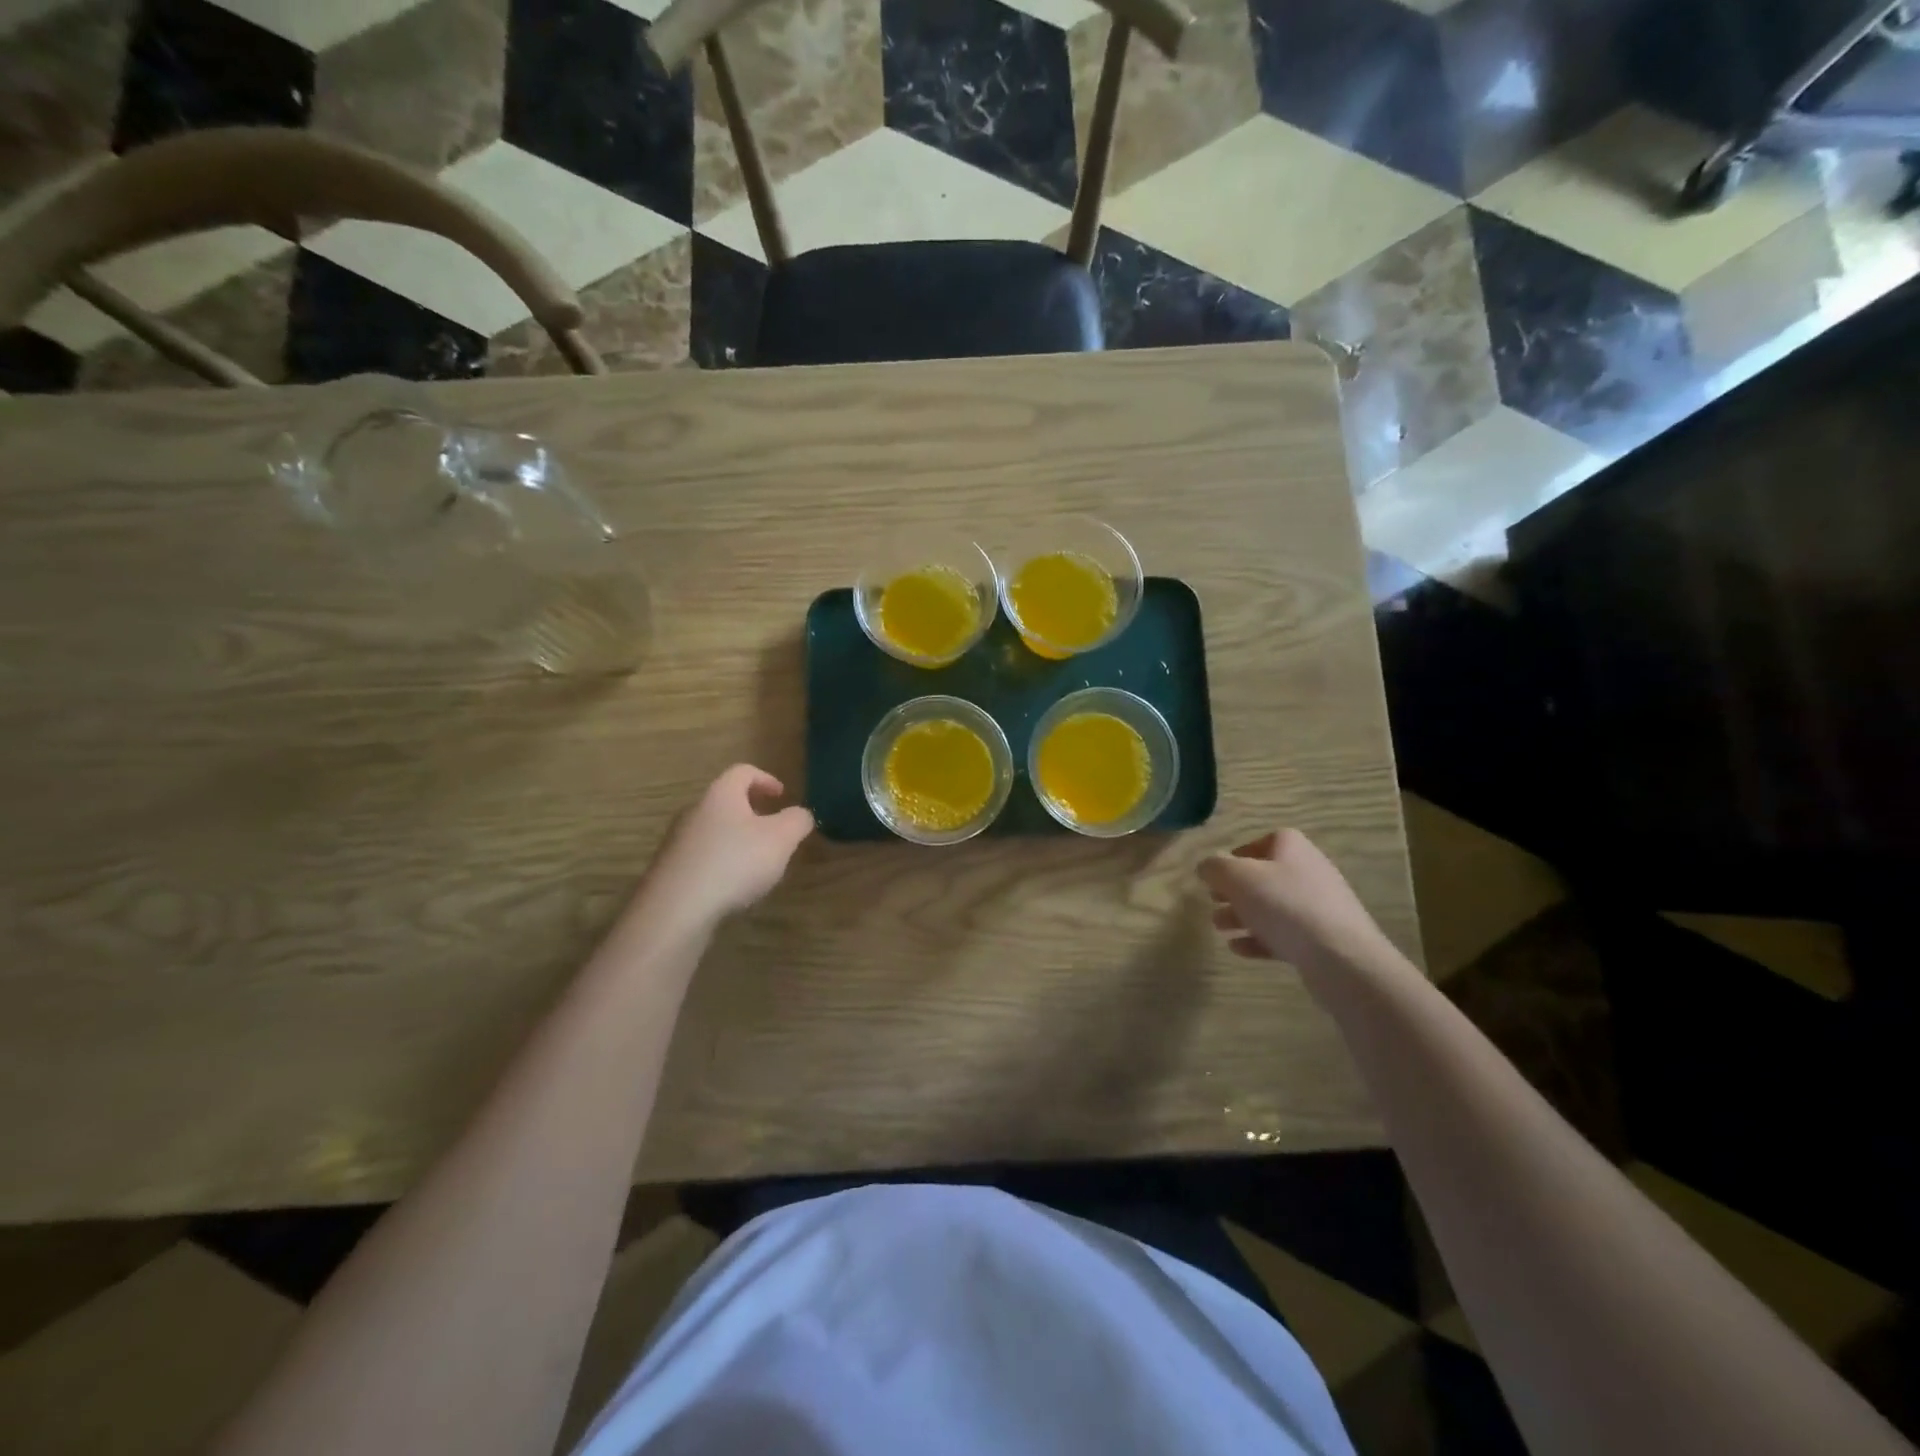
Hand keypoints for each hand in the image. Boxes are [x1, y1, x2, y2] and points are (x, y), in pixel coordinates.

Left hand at [640, 765, 814, 930]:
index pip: (743, 772)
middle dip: (751, 812)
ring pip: (712, 830)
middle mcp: (694, 811)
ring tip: (756, 863)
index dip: (766, 779)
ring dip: (735, 840)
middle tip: (772, 830)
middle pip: (725, 801)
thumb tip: (801, 814)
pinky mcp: (669, 871)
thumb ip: (797, 821)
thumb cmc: (734, 863)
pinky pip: (700, 857)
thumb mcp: (781, 839)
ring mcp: (677, 842)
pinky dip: (720, 863)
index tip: (782, 796)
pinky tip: (731, 887)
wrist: (676, 909)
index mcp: (721, 795)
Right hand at [1198, 829, 1389, 971]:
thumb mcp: (1237, 878)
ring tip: (1220, 928)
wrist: (1340, 957)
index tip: (1217, 873)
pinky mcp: (1322, 939)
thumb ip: (1215, 867)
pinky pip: (1284, 935)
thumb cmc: (1284, 905)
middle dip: (1235, 891)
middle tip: (1213, 902)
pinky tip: (1239, 949)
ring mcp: (1318, 907)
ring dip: (1242, 916)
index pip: (1263, 841)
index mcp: (1292, 847)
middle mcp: (1309, 871)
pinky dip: (1259, 939)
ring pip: (1272, 907)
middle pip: (1265, 877)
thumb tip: (1206, 866)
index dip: (1238, 855)